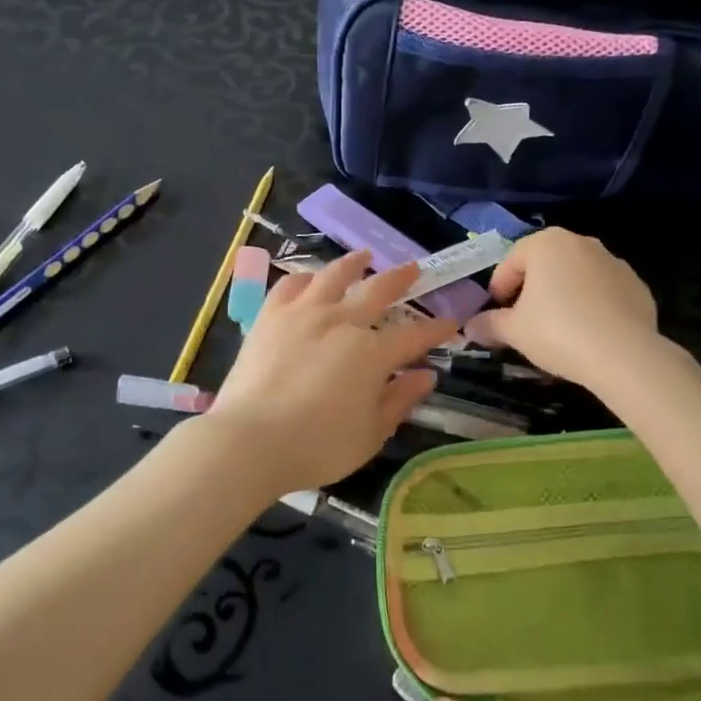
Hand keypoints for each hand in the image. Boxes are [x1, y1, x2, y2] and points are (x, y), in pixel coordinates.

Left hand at [204, 250, 457, 496]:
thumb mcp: (370, 434)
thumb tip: (426, 375)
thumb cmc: (316, 446)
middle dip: (401, 279)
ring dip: (353, 263)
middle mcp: (342, 322)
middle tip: (414, 268)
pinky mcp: (270, 316)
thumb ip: (399, 400)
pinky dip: (304, 277)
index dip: (436, 330)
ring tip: (364, 255)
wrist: (250, 440)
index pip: (414, 336)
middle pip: (378, 291)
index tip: (451, 322)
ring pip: (334, 276)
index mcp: (372, 353)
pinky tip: (309, 278)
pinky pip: (290, 284)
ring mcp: (304, 313)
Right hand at [463, 228, 658, 388]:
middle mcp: (582, 242)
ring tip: (559, 329)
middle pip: (545, 264)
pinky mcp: (637, 285)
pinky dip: (593, 306)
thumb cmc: (558, 332)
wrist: (624, 355)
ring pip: (576, 277)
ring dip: (564, 295)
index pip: (511, 261)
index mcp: (547, 243)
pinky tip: (589, 333)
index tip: (497, 314)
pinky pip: (604, 292)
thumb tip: (470, 327)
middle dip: (532, 289)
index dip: (499, 289)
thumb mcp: (514, 331)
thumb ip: (489, 324)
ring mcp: (614, 262)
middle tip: (525, 320)